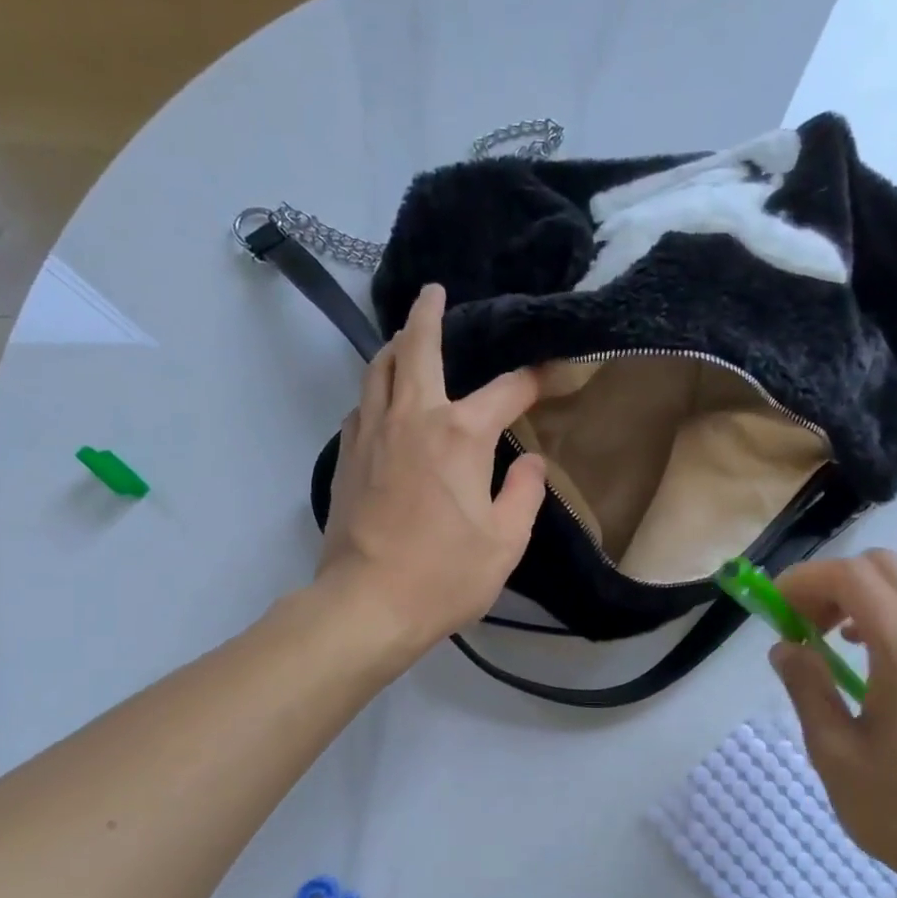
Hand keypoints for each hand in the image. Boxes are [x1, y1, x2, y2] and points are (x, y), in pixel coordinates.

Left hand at [317, 283, 548, 653]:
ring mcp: (372, 434)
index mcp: (460, 434)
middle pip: (416, 349)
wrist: (367, 604)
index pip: (506, 391)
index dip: (533, 381)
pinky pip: (362, 405)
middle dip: (427, 315)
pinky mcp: (347, 457)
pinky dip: (376, 390)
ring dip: (394, 347)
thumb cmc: (445, 575)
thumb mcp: (506, 541)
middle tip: (433, 293)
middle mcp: (412, 418)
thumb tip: (530, 463)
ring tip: (404, 339)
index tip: (549, 376)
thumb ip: (523, 493)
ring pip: (377, 370)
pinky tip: (384, 402)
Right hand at [769, 550, 896, 897]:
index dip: (804, 581)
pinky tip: (864, 663)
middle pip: (881, 567)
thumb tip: (785, 646)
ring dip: (856, 599)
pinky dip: (882, 618)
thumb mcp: (833, 751)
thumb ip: (806, 686)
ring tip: (825, 644)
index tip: (774, 612)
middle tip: (800, 624)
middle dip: (830, 583)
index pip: (852, 576)